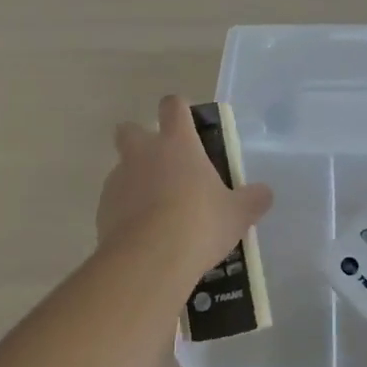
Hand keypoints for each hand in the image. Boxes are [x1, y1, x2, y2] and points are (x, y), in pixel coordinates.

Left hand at [97, 96, 273, 281]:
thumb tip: (265, 193)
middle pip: (130, 129)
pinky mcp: (102, 209)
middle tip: (163, 165)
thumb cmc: (200, 224)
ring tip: (157, 211)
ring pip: (122, 168)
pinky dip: (125, 212)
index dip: (178, 110)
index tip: (186, 123)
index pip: (173, 106)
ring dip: (135, 181)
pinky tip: (143, 235)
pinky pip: (114, 202)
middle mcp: (143, 153)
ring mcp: (118, 180)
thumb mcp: (237, 215)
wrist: (150, 260)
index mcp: (177, 143)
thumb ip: (252, 200)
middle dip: (140, 139)